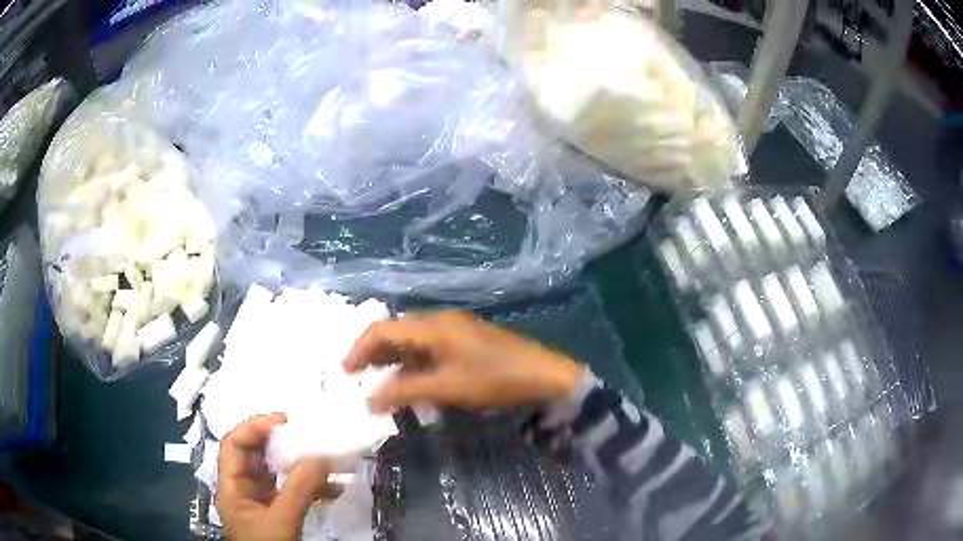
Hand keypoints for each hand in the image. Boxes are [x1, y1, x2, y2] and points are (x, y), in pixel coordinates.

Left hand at [217, 414, 340, 540]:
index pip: (235, 444)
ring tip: (331, 460)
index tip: (285, 420)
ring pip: (280, 473)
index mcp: (232, 485)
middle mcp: (244, 488)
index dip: (255, 426)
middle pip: (258, 455)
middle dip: (284, 444)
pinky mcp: (280, 512)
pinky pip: (296, 492)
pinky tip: (337, 489)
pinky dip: (315, 488)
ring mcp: (263, 501)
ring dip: (305, 467)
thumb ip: (299, 488)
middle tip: (311, 435)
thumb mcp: (281, 521)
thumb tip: (321, 454)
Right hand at [343, 311, 585, 413]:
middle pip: (396, 333)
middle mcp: (440, 322)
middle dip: (373, 354)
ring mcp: (456, 331)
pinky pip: (429, 350)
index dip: (359, 349)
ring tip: (379, 384)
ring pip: (412, 342)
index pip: (383, 329)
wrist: (545, 376)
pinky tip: (412, 384)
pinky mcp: (467, 343)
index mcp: (433, 325)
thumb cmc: (495, 379)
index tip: (345, 373)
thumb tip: (370, 399)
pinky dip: (413, 365)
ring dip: (393, 361)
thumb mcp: (447, 387)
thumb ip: (405, 391)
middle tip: (358, 379)